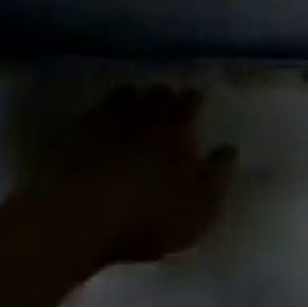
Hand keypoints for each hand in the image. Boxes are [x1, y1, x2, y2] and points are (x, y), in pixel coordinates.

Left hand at [27, 85, 236, 272]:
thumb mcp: (196, 208)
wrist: (77, 210)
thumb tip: (231, 149)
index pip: (191, 101)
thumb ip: (217, 177)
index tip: (197, 105)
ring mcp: (108, 113)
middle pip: (159, 93)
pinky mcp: (76, 127)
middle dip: (164, 98)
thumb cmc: (146, 214)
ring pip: (126, 95)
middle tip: (166, 109)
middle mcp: (145, 108)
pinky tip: (98, 131)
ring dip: (132, 102)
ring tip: (133, 114)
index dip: (195, 102)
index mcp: (177, 123)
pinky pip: (94, 114)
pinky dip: (100, 118)